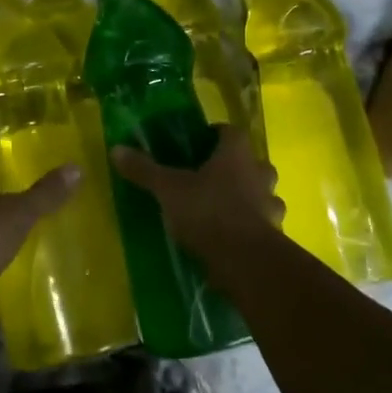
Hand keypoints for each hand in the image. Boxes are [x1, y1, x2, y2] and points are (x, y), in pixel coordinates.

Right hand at [109, 126, 284, 265]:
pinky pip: (263, 223)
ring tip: (221, 210)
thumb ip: (144, 170)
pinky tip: (231, 237)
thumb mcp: (168, 189)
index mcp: (236, 153)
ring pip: (262, 194)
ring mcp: (271, 204)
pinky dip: (251, 226)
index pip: (230, 132)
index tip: (197, 147)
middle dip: (235, 169)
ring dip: (247, 198)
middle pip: (250, 162)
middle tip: (209, 179)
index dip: (215, 136)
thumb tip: (116, 149)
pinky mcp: (276, 234)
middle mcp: (260, 172)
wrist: (245, 261)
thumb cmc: (207, 212)